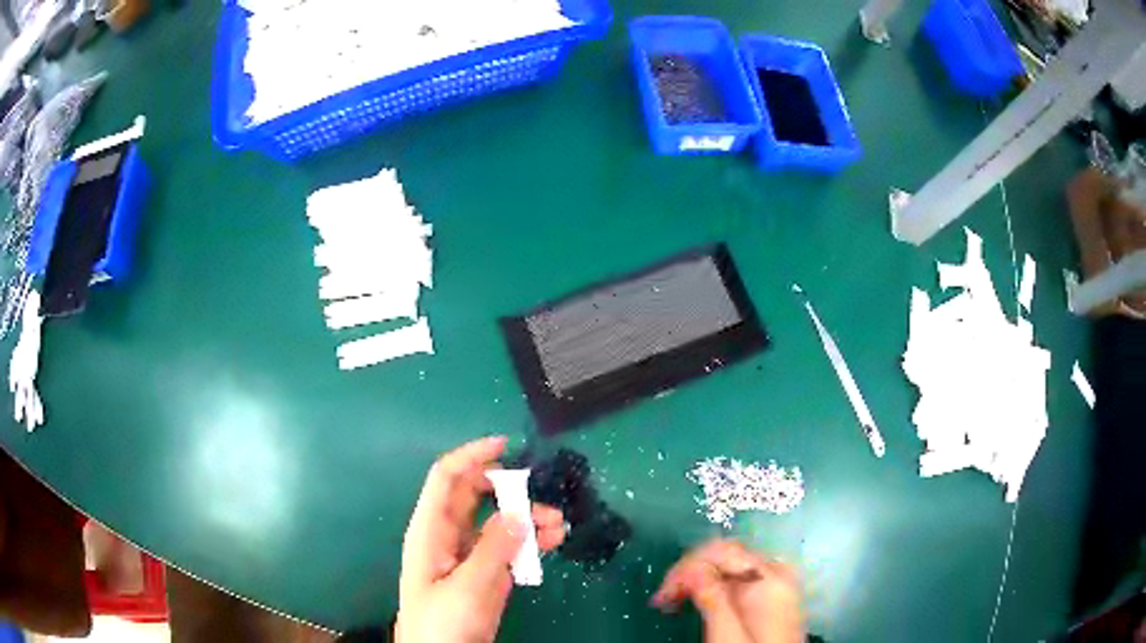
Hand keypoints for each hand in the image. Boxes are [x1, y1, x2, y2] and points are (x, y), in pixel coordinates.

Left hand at [396, 436, 565, 642]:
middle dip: (507, 487)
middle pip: (475, 495)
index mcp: (431, 530)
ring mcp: (469, 555)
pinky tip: (554, 540)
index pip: (446, 479)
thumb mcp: (466, 588)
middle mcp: (449, 535)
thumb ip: (493, 550)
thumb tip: (522, 512)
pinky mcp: (487, 574)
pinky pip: (509, 547)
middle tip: (540, 489)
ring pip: (498, 521)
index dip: (471, 456)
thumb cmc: (441, 623)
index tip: (506, 444)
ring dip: (526, 516)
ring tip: (558, 523)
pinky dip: (531, 540)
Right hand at [652, 540, 804, 642]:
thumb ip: (712, 598)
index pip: (721, 551)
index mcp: (770, 577)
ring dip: (700, 579)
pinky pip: (740, 578)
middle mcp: (777, 572)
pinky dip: (716, 586)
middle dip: (691, 571)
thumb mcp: (727, 634)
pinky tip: (699, 600)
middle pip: (726, 555)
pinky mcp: (773, 596)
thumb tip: (691, 567)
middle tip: (663, 598)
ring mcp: (778, 583)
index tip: (661, 594)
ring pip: (731, 566)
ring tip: (674, 601)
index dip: (686, 568)